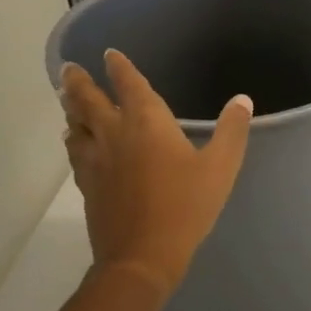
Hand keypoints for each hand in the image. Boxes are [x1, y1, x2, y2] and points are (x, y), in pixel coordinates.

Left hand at [61, 50, 251, 297]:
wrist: (142, 255)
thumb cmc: (186, 206)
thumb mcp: (221, 168)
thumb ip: (232, 131)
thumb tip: (242, 100)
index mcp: (147, 122)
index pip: (129, 84)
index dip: (119, 67)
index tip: (109, 55)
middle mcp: (115, 133)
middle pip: (88, 100)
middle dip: (79, 82)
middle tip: (68, 69)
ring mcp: (96, 159)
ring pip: (76, 124)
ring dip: (71, 108)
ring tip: (67, 99)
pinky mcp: (87, 184)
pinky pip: (74, 152)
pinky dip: (73, 139)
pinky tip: (75, 142)